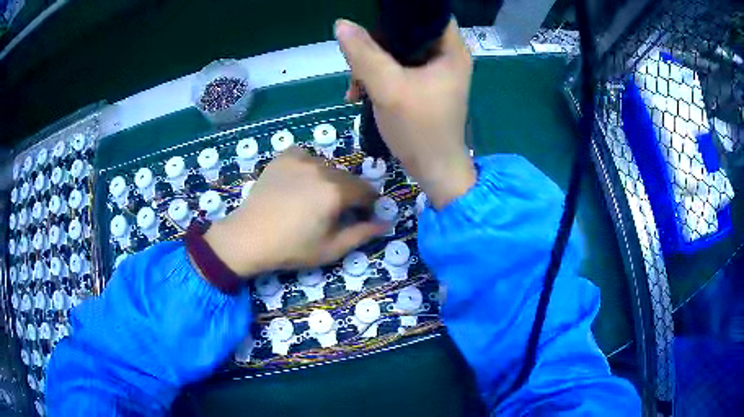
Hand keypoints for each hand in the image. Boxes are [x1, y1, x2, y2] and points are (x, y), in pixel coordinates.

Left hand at [204, 147, 385, 275]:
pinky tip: (300, 181)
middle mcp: (322, 169)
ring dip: (329, 180)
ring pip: (328, 167)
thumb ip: (362, 234)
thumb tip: (386, 222)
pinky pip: (306, 156)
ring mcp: (301, 159)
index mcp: (336, 191)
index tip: (363, 216)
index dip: (369, 205)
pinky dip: (309, 167)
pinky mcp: (284, 157)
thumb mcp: (331, 249)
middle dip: (349, 194)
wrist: (249, 237)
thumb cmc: (292, 248)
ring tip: (314, 198)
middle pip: (348, 178)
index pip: (366, 191)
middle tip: (336, 212)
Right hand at [335, 18, 475, 208]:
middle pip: (408, 33)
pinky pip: (397, 70)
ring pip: (398, 52)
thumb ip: (364, 54)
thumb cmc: (419, 130)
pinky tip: (359, 93)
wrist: (433, 171)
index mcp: (451, 51)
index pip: (428, 14)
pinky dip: (378, 78)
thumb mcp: (388, 87)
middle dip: (376, 45)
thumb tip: (342, 24)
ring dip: (372, 65)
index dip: (400, 14)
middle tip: (357, 62)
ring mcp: (436, 73)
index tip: (372, 22)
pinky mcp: (424, 87)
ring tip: (354, 87)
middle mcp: (447, 57)